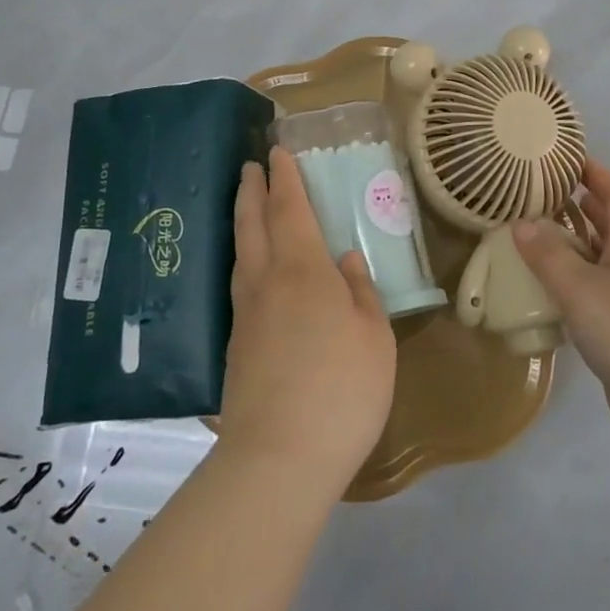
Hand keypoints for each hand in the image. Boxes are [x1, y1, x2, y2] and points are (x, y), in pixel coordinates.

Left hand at [219, 147, 397, 496]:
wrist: (277, 459)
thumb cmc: (340, 389)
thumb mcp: (373, 338)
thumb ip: (360, 293)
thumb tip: (345, 260)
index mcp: (303, 270)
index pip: (289, 208)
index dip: (284, 177)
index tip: (277, 151)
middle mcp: (266, 281)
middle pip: (252, 223)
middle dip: (252, 189)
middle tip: (251, 165)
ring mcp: (245, 314)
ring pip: (241, 252)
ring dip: (243, 220)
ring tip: (247, 206)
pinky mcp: (235, 347)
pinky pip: (239, 283)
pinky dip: (244, 258)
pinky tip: (252, 271)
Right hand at [513, 158, 609, 458]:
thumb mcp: (580, 287)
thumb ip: (548, 255)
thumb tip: (520, 222)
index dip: (598, 175)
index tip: (572, 158)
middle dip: (583, 206)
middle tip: (546, 193)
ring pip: (599, 262)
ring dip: (573, 246)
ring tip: (536, 236)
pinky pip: (592, 296)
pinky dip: (570, 285)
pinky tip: (546, 292)